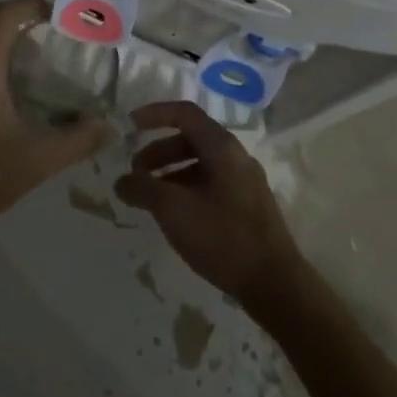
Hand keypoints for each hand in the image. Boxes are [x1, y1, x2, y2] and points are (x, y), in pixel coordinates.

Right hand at [114, 101, 305, 306]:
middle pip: (191, 138)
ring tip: (150, 197)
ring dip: (171, 172)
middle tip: (136, 172)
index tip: (130, 124)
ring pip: (201, 163)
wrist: (275, 284)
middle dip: (158, 151)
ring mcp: (245, 181)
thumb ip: (143, 189)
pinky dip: (187, 188)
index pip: (184, 113)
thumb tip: (122, 181)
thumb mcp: (173, 210)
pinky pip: (211, 183)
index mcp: (222, 147)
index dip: (154, 114)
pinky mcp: (248, 205)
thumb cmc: (222, 237)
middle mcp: (236, 156)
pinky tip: (176, 215)